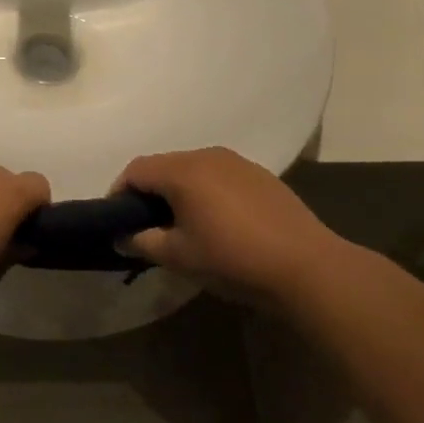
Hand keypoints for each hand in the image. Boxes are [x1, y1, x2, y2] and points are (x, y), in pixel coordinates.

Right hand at [111, 148, 343, 308]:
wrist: (307, 267)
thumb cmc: (232, 259)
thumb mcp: (179, 257)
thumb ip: (143, 242)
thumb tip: (121, 237)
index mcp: (182, 171)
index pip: (136, 170)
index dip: (119, 193)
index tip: (117, 220)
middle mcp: (207, 155)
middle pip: (164, 166)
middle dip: (148, 191)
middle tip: (146, 225)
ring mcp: (237, 162)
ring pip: (193, 169)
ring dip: (178, 190)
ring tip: (182, 224)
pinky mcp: (260, 175)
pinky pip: (219, 175)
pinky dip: (206, 191)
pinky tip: (218, 221)